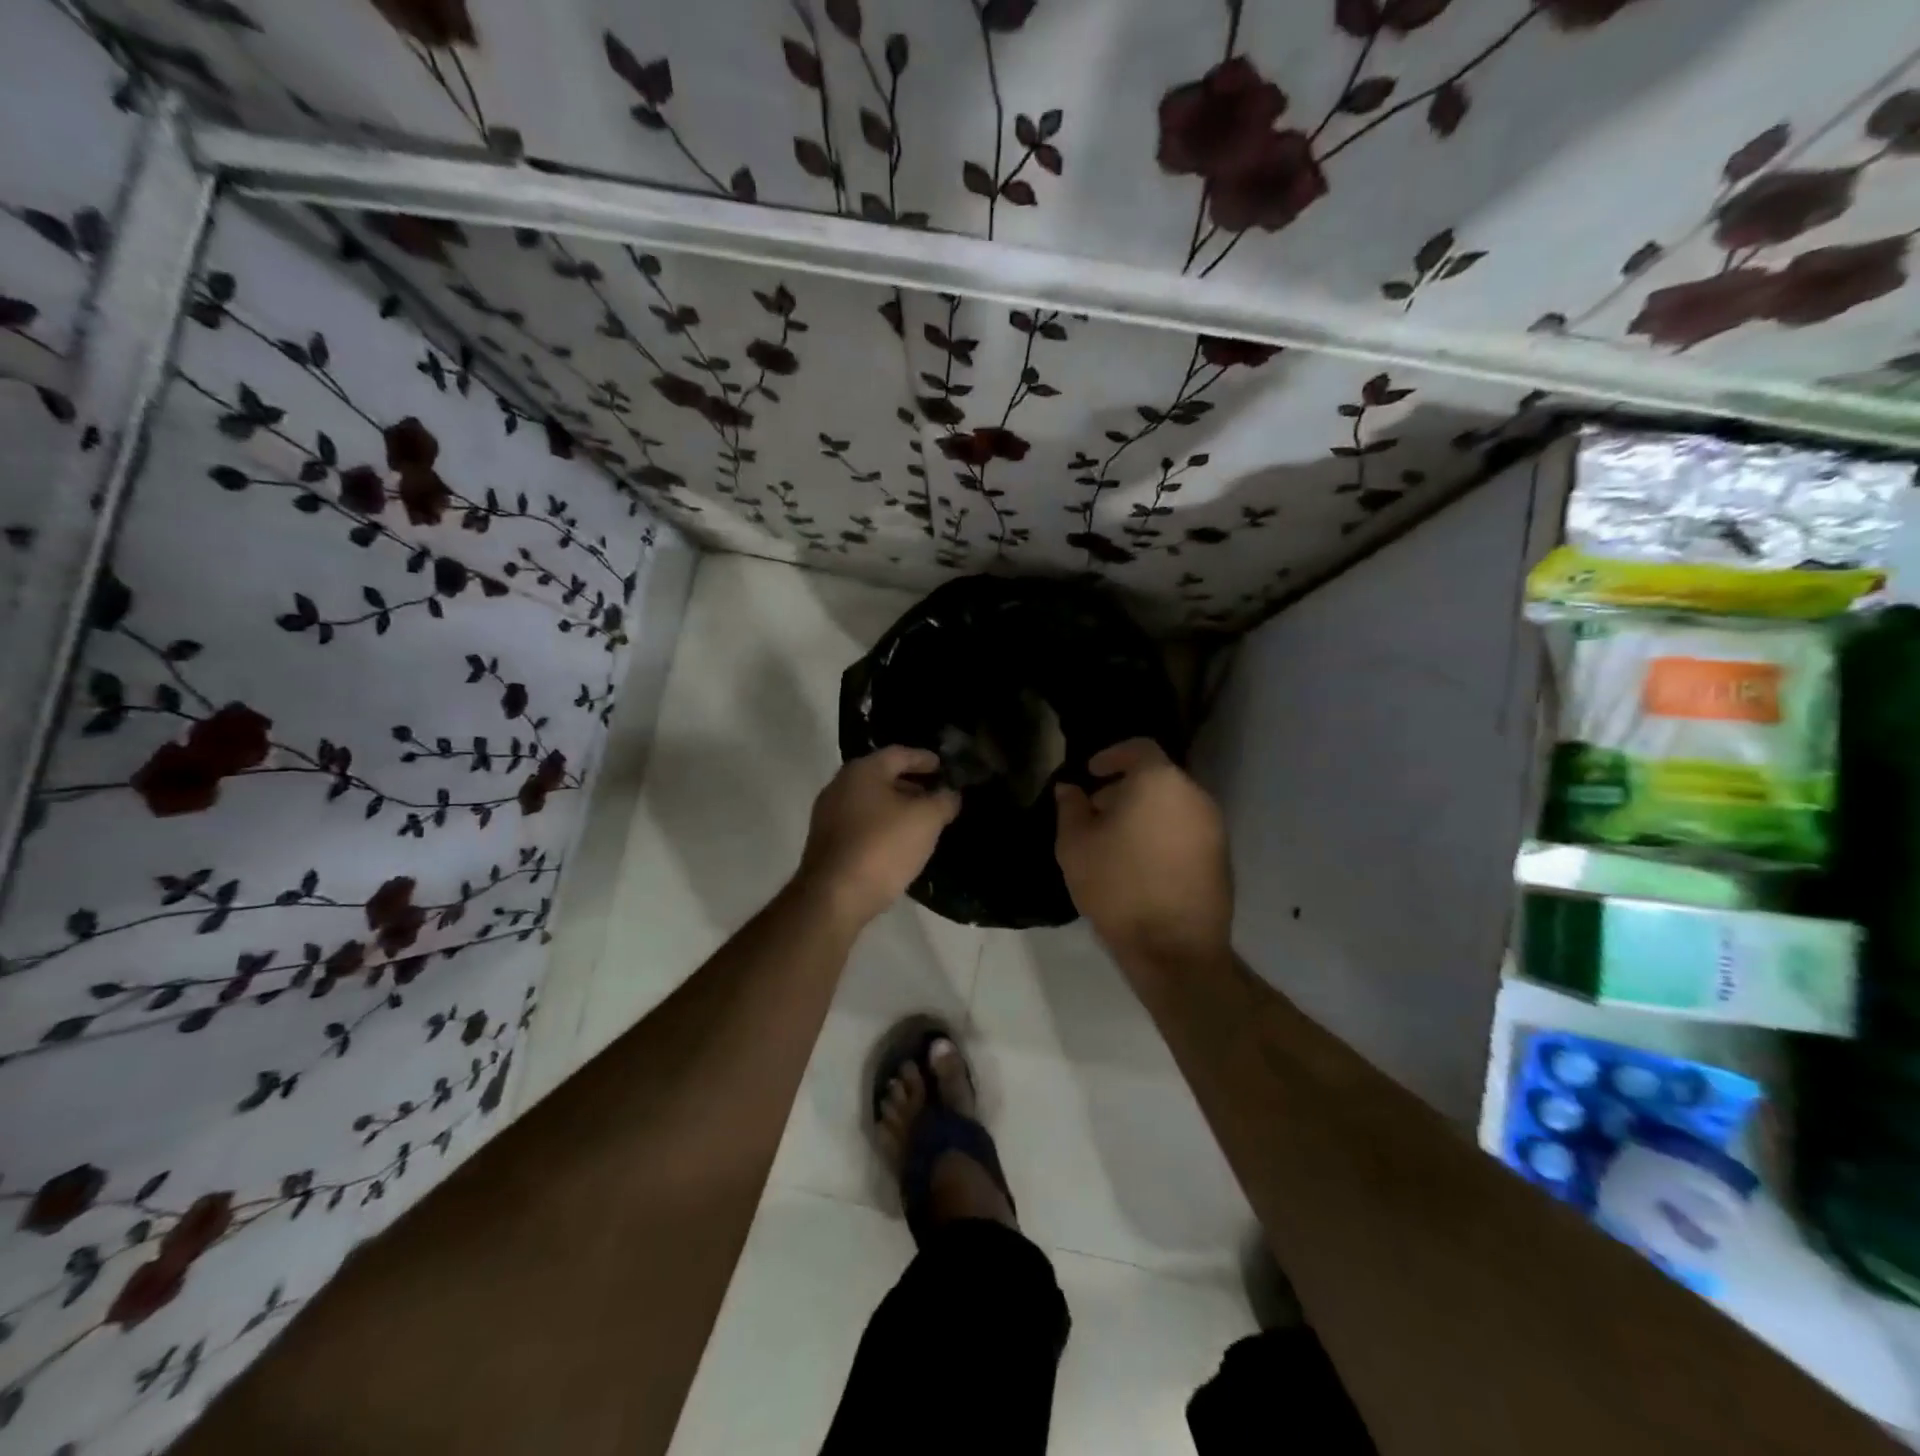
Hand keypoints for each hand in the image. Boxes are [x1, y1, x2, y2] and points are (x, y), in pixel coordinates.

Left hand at [797, 747, 960, 926]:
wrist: (834, 897)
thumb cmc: (882, 847)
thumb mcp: (926, 820)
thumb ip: (943, 801)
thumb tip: (950, 793)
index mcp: (862, 771)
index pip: (900, 754)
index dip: (925, 759)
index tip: (945, 767)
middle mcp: (840, 785)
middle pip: (883, 776)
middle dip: (912, 784)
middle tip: (937, 795)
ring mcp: (828, 815)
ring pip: (871, 802)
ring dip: (897, 807)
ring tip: (923, 821)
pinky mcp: (826, 843)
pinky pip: (861, 824)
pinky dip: (882, 826)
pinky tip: (899, 842)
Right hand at [1054, 738, 1232, 972]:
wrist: (1174, 947)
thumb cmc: (1118, 886)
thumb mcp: (1075, 845)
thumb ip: (1070, 808)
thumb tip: (1070, 789)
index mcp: (1159, 782)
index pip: (1138, 748)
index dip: (1112, 756)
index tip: (1091, 773)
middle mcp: (1194, 795)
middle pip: (1157, 777)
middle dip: (1125, 788)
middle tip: (1097, 812)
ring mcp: (1213, 827)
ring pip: (1173, 804)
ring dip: (1145, 812)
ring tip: (1116, 841)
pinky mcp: (1222, 856)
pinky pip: (1187, 830)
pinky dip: (1164, 833)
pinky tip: (1142, 862)